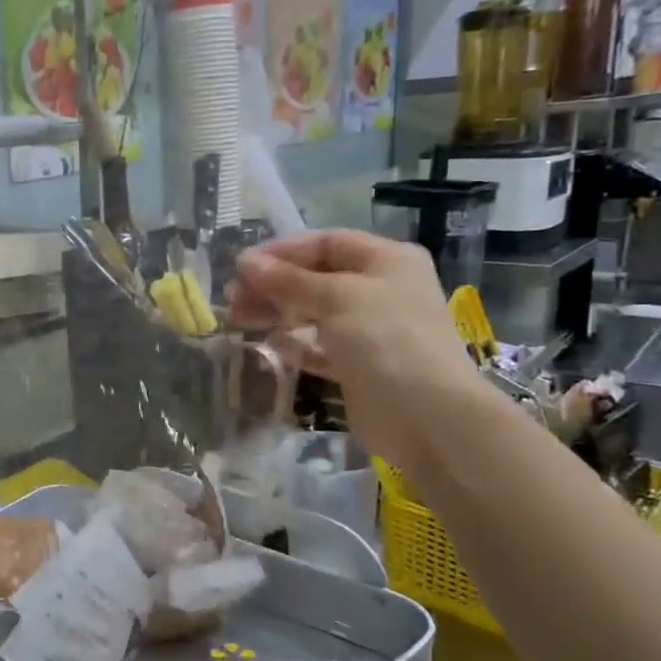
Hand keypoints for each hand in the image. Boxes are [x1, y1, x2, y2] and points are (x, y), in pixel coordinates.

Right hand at [232, 230, 492, 477]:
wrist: (427, 417)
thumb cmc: (386, 340)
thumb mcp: (336, 298)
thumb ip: (288, 280)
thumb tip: (246, 262)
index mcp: (386, 261)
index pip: (326, 243)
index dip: (282, 251)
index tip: (242, 266)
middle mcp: (380, 290)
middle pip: (316, 277)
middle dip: (273, 284)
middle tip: (234, 298)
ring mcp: (371, 329)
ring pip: (313, 312)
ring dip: (277, 312)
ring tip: (239, 319)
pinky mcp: (358, 365)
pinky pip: (319, 346)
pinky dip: (295, 343)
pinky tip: (270, 345)